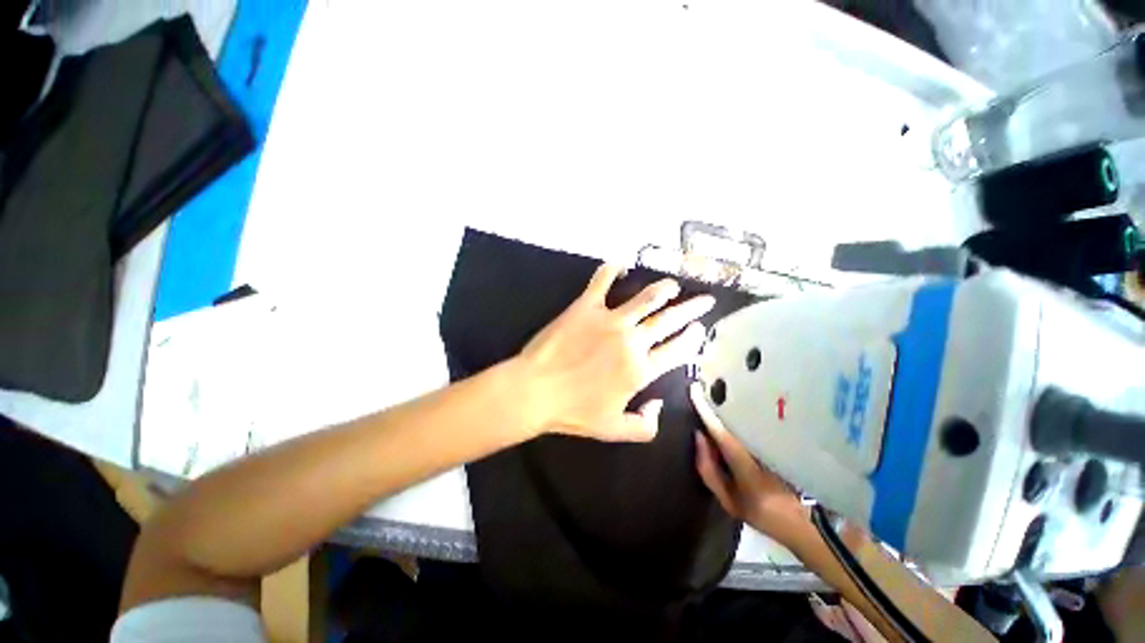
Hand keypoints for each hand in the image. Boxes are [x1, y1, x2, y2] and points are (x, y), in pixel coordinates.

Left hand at [515, 264, 714, 441]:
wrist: (536, 390)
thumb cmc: (573, 412)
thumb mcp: (614, 430)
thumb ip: (645, 425)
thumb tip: (660, 405)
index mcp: (641, 370)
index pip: (678, 350)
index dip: (693, 338)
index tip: (700, 329)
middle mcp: (632, 340)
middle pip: (669, 320)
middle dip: (691, 309)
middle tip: (704, 300)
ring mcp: (610, 319)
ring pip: (645, 298)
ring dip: (662, 289)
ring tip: (672, 285)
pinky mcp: (586, 306)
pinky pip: (602, 281)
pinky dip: (612, 269)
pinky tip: (621, 263)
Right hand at [691, 383, 808, 544]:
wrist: (801, 522)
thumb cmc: (759, 511)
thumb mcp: (727, 499)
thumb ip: (708, 468)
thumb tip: (698, 436)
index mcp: (743, 461)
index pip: (720, 429)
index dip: (705, 409)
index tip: (694, 389)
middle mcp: (759, 445)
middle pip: (736, 416)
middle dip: (719, 399)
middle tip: (704, 386)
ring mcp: (772, 440)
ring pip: (748, 417)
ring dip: (732, 405)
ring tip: (717, 394)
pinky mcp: (780, 439)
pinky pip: (756, 422)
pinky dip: (743, 415)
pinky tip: (736, 410)